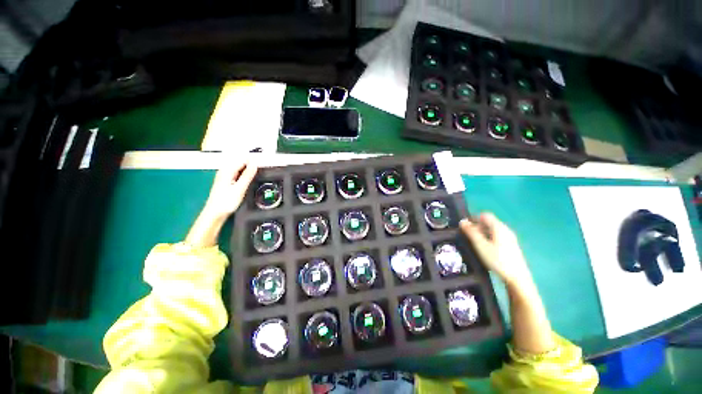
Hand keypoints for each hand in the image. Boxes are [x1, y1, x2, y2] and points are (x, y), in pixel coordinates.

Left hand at [202, 162, 257, 220]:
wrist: (215, 213)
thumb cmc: (226, 202)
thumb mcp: (240, 188)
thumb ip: (247, 175)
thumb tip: (255, 164)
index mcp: (227, 170)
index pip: (243, 159)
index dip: (253, 161)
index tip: (262, 166)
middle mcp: (224, 171)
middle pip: (240, 162)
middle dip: (251, 165)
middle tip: (260, 172)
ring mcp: (224, 176)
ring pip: (239, 168)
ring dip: (248, 170)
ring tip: (255, 176)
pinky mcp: (226, 181)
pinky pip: (237, 173)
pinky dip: (244, 175)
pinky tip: (247, 181)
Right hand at [460, 213, 531, 287]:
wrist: (517, 279)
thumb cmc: (497, 260)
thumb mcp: (481, 245)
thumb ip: (471, 232)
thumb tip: (462, 221)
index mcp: (499, 227)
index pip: (485, 215)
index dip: (473, 218)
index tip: (464, 226)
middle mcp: (506, 230)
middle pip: (489, 222)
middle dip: (477, 226)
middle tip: (467, 235)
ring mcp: (510, 239)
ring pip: (493, 230)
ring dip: (482, 233)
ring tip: (474, 243)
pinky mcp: (511, 247)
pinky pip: (497, 237)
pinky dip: (488, 239)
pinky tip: (484, 249)